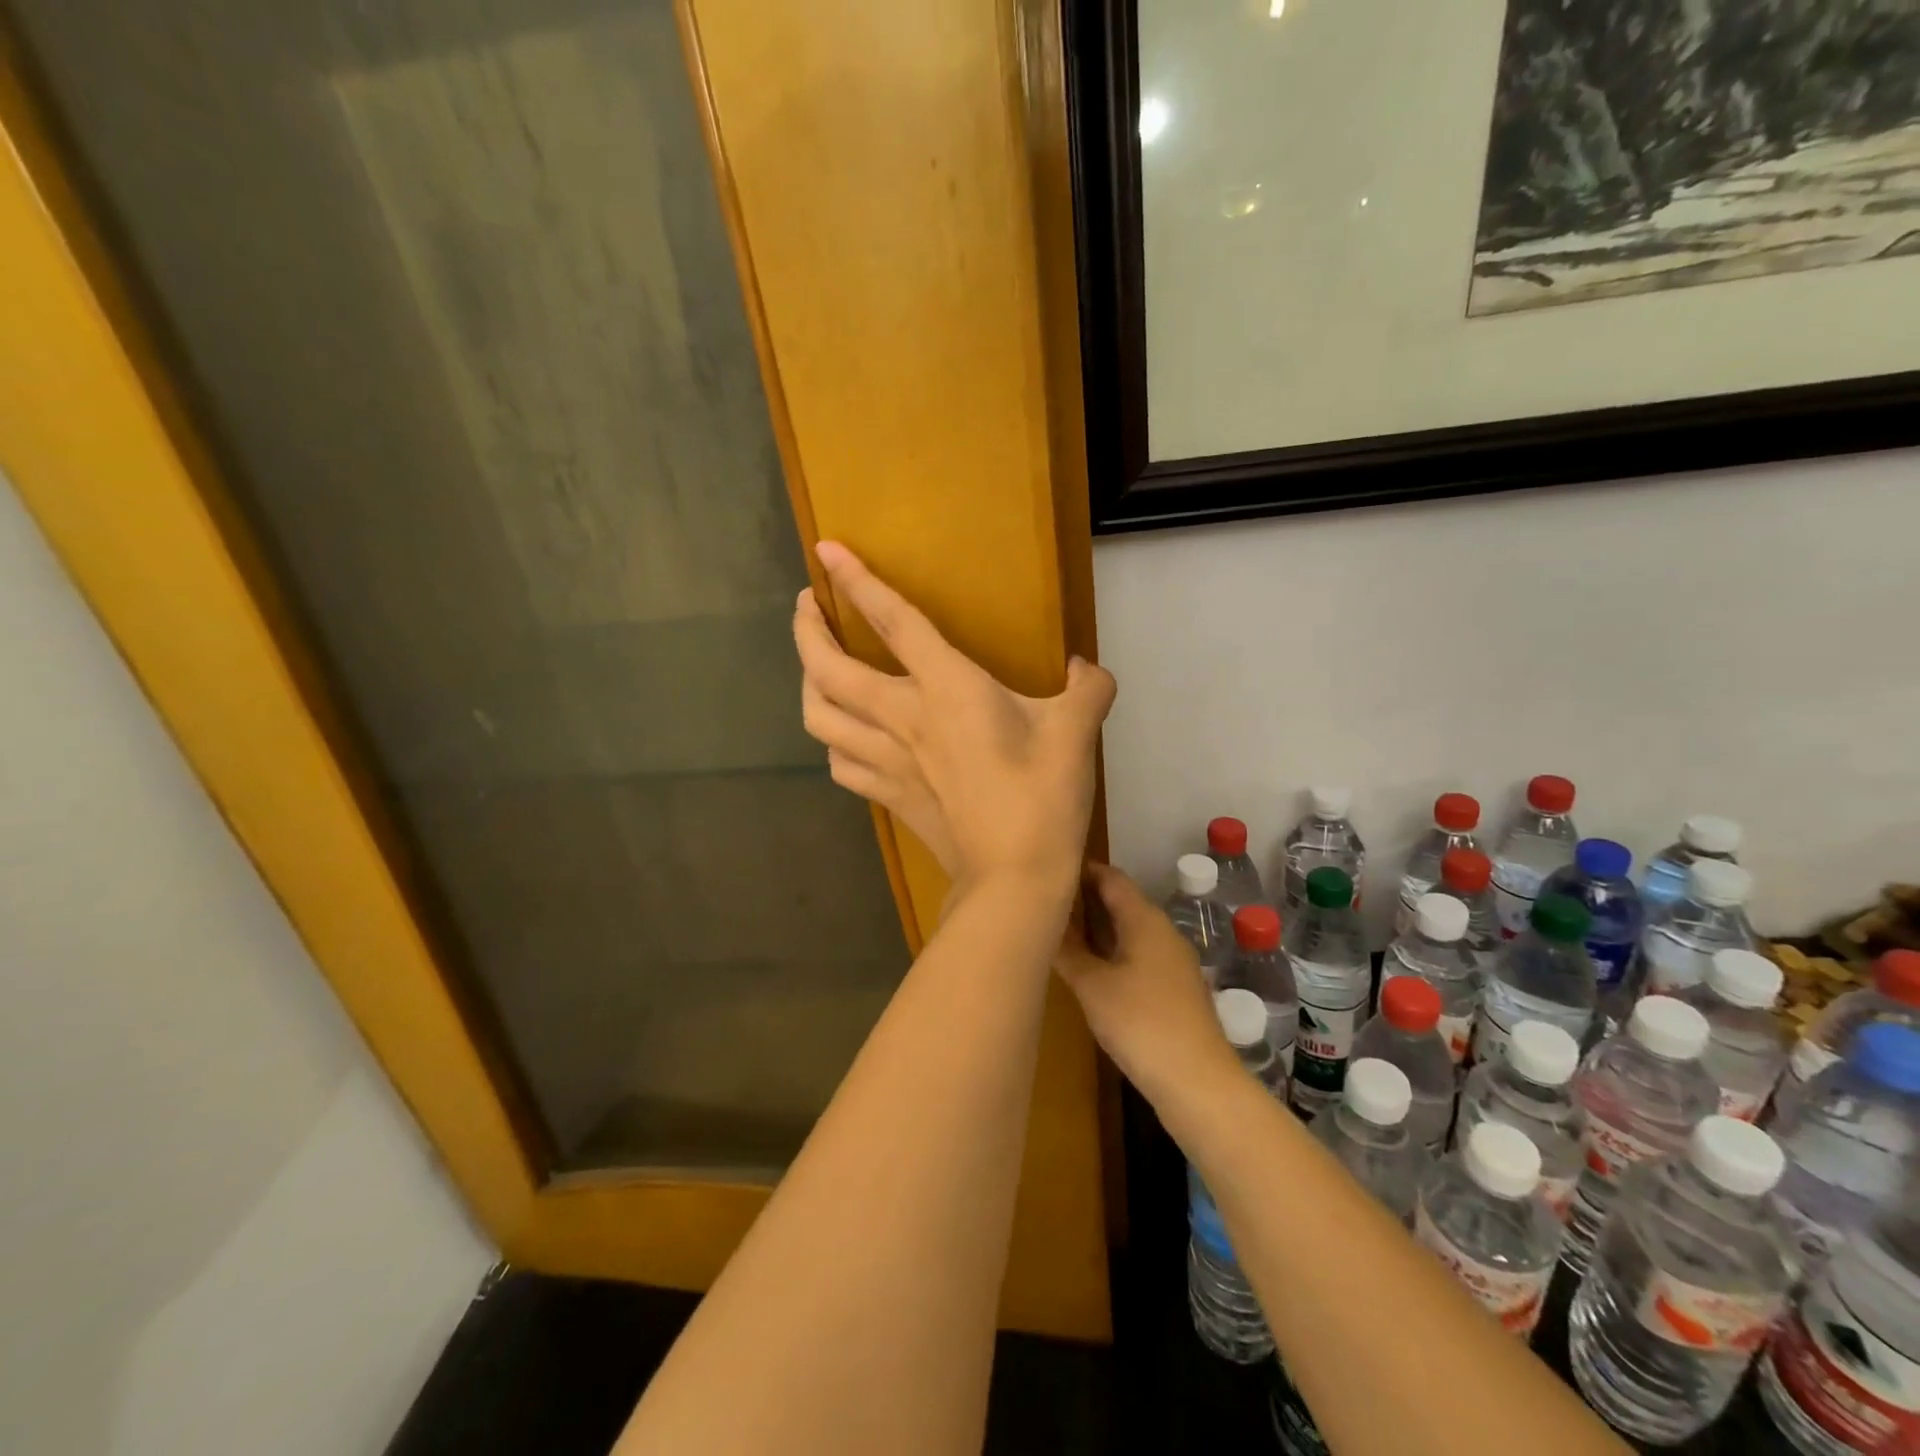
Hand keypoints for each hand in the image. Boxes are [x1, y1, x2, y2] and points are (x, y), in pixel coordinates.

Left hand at [792, 542, 1115, 892]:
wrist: (1014, 877)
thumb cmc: (1044, 796)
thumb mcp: (1077, 731)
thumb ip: (1088, 688)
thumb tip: (1086, 669)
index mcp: (947, 688)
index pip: (893, 621)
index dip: (856, 581)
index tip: (825, 550)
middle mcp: (903, 717)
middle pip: (828, 668)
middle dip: (807, 631)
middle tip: (808, 607)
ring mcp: (887, 760)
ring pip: (819, 717)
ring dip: (807, 685)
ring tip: (816, 667)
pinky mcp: (887, 795)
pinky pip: (840, 762)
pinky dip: (833, 742)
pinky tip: (843, 737)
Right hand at [1054, 863, 1239, 1104]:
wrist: (1198, 1082)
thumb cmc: (1141, 1023)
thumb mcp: (1092, 986)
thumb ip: (1067, 951)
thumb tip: (1043, 923)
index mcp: (1144, 919)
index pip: (1110, 877)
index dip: (1081, 870)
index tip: (1048, 871)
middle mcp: (1161, 931)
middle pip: (1120, 901)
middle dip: (1084, 899)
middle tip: (1044, 903)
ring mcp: (1171, 960)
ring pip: (1128, 929)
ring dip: (1096, 928)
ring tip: (1058, 933)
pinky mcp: (1173, 988)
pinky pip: (1136, 953)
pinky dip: (1110, 951)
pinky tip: (1089, 969)